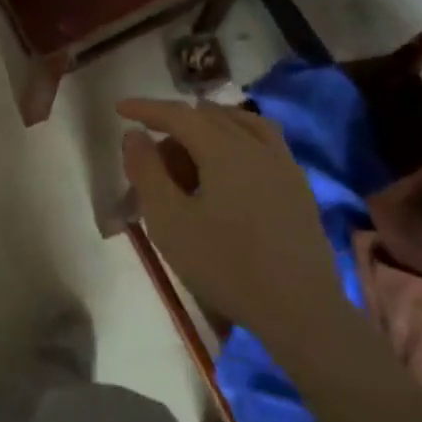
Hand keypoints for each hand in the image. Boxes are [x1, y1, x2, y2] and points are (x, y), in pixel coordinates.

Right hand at [118, 98, 343, 346]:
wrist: (302, 312)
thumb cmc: (226, 266)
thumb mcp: (169, 222)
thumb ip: (147, 172)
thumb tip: (134, 135)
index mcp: (224, 149)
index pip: (178, 113)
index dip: (146, 108)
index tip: (120, 109)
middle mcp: (256, 146)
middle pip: (207, 117)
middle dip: (174, 125)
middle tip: (152, 157)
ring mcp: (283, 164)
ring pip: (240, 123)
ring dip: (208, 126)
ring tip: (189, 149)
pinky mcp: (298, 187)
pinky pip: (263, 141)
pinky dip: (238, 137)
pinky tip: (230, 165)